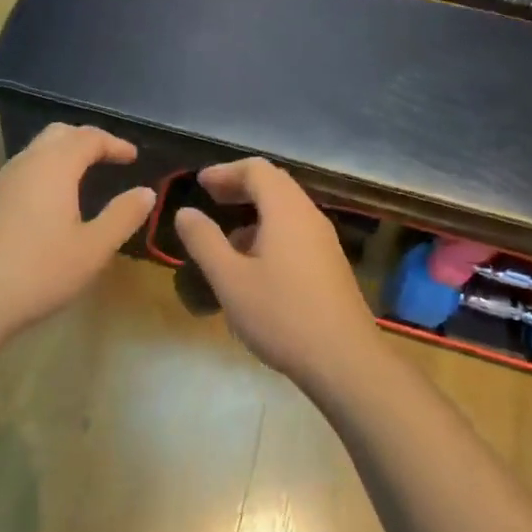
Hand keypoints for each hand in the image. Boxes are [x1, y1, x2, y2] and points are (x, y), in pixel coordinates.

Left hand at [0, 123, 156, 345]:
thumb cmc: (40, 270)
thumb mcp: (93, 248)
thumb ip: (122, 216)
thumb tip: (146, 192)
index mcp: (55, 166)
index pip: (89, 137)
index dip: (114, 143)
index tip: (133, 157)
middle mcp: (27, 163)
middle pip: (59, 133)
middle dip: (87, 140)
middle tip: (109, 158)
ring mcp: (2, 180)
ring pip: (37, 150)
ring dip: (64, 154)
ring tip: (85, 176)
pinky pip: (24, 169)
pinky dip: (47, 170)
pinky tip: (53, 200)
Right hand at [174, 159, 380, 385]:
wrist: (345, 362)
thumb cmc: (282, 315)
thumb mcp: (230, 280)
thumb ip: (204, 241)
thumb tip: (185, 212)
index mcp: (286, 211)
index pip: (256, 170)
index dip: (225, 171)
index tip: (200, 184)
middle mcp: (309, 217)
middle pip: (274, 184)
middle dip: (240, 187)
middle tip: (211, 199)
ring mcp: (324, 241)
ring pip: (286, 210)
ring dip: (255, 212)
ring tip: (226, 239)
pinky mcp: (330, 265)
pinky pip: (296, 232)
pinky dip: (270, 232)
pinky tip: (254, 266)